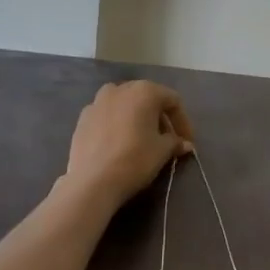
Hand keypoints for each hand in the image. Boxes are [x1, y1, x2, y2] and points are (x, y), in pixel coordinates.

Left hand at [63, 81, 193, 206]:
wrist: (92, 181)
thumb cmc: (135, 159)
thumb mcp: (162, 151)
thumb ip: (175, 142)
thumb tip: (185, 144)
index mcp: (144, 91)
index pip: (172, 101)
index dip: (183, 121)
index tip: (187, 141)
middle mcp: (120, 89)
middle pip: (147, 98)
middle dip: (160, 118)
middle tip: (167, 140)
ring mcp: (97, 102)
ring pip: (125, 105)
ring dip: (137, 118)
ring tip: (143, 139)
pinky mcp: (82, 118)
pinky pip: (107, 116)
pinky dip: (118, 124)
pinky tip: (120, 143)